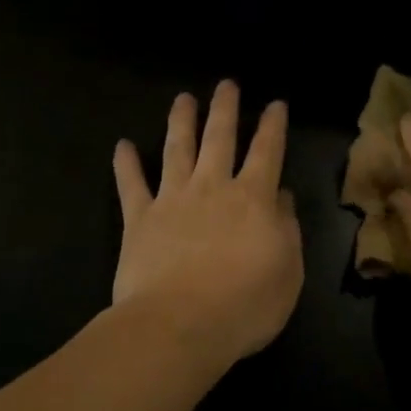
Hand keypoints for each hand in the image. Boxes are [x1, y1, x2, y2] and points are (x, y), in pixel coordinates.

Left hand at [112, 81, 303, 367]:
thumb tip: (280, 198)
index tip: (275, 104)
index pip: (267, 153)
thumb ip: (287, 230)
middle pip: (220, 138)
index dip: (273, 127)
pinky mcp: (139, 220)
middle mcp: (213, 188)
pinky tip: (122, 145)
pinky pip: (131, 185)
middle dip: (224, 109)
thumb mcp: (288, 272)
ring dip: (181, 122)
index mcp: (254, 200)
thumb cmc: (244, 306)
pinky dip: (126, 164)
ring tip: (183, 99)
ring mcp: (172, 200)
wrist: (179, 325)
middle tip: (226, 84)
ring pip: (177, 150)